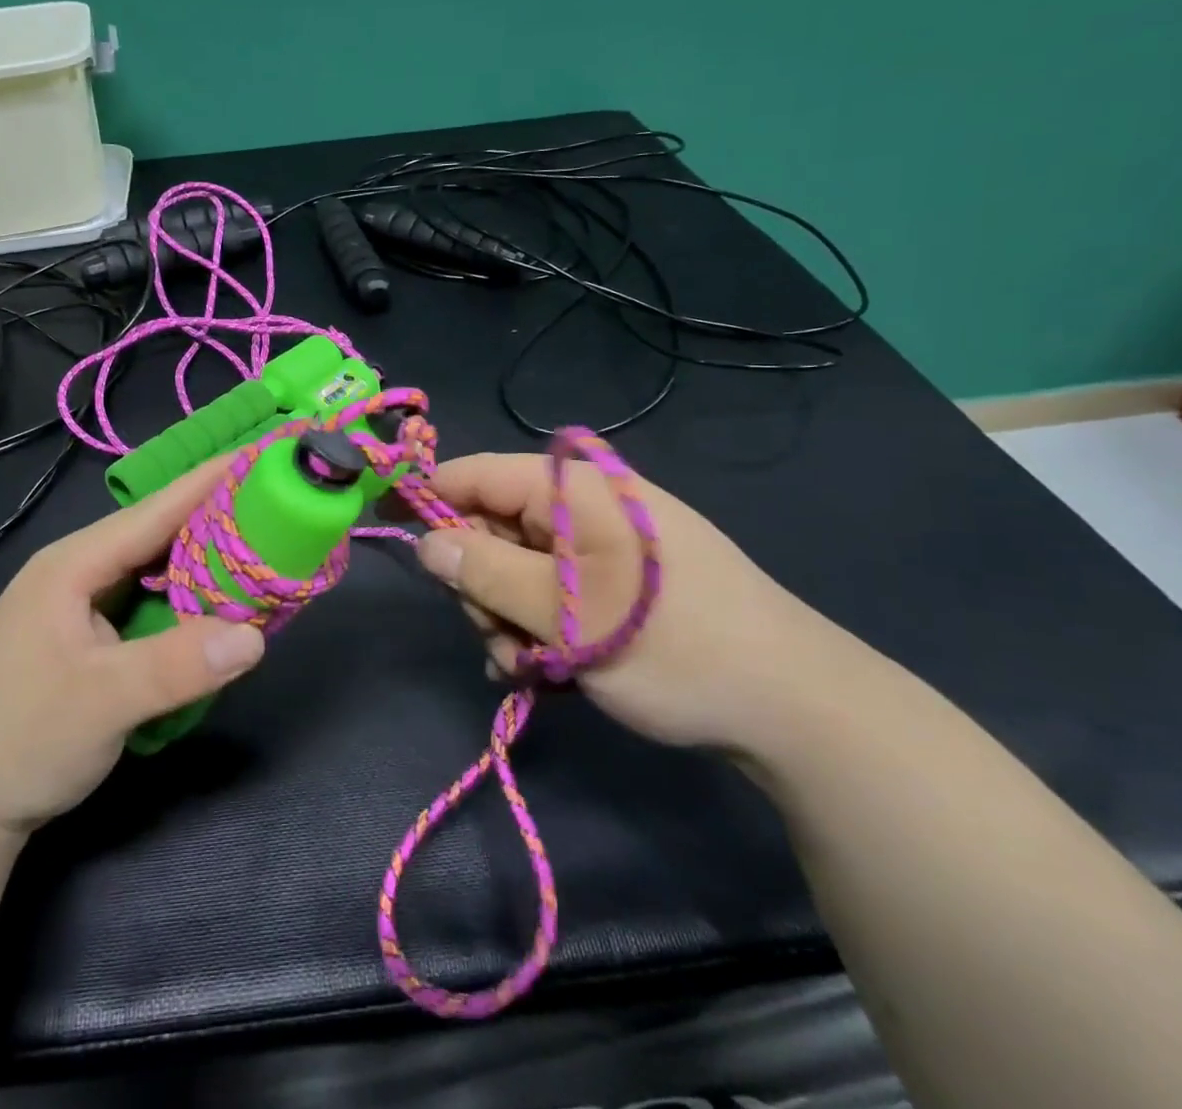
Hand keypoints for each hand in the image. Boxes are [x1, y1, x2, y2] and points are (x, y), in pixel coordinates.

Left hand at [0, 460, 264, 836]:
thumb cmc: (19, 740)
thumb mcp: (100, 702)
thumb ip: (176, 666)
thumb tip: (256, 636)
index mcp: (74, 565)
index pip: (156, 510)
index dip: (211, 481)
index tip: (263, 456)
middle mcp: (81, 570)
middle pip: (161, 532)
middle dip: (219, 516)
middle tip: (281, 505)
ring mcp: (85, 602)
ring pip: (159, 566)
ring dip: (209, 559)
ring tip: (266, 546)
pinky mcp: (94, 634)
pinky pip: (154, 600)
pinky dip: (191, 597)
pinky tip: (223, 603)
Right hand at [415, 452, 836, 751]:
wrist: (795, 707)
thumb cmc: (673, 648)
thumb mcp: (565, 615)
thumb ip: (486, 574)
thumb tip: (426, 543)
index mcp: (575, 489)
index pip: (476, 474)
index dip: (427, 499)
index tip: (386, 529)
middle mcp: (585, 506)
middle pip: (492, 528)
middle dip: (480, 587)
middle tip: (499, 641)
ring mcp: (602, 545)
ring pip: (517, 569)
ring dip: (508, 620)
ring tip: (533, 669)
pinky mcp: (616, 581)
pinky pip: (551, 592)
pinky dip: (539, 630)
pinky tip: (551, 672)